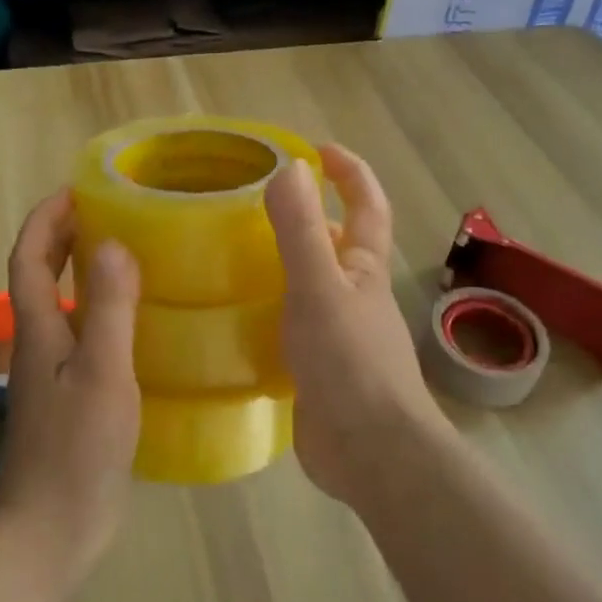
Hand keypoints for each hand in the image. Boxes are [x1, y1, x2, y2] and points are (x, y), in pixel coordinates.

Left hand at [0, 190, 141, 581]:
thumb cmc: (75, 447)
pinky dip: (99, 313)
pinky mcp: (70, 399)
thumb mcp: (101, 372)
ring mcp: (52, 374)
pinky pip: (81, 337)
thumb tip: (113, 244)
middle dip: (61, 238)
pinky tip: (136, 322)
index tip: (74, 191)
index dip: (45, 220)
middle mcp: (38, 344)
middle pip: (39, 277)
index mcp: (38, 329)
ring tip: (126, 255)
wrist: (51, 528)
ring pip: (61, 307)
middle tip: (105, 213)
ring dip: (80, 273)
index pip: (29, 258)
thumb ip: (109, 309)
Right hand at [265, 145, 440, 503]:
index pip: (367, 206)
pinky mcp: (317, 369)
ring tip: (230, 254)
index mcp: (364, 269)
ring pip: (310, 286)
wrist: (370, 453)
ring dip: (281, 265)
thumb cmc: (349, 362)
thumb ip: (301, 231)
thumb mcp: (318, 288)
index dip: (350, 172)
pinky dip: (267, 312)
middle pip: (336, 244)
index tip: (316, 149)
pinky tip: (232, 316)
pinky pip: (290, 326)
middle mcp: (355, 296)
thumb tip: (290, 168)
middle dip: (308, 217)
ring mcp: (338, 335)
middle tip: (252, 205)